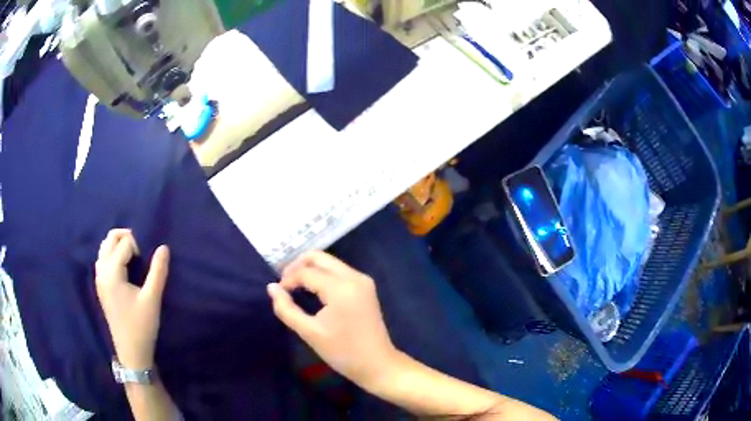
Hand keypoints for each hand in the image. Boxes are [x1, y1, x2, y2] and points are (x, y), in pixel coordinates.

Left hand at [95, 229, 169, 369]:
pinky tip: (124, 268)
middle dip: (125, 237)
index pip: (124, 244)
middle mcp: (101, 271)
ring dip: (118, 245)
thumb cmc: (141, 326)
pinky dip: (112, 255)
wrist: (131, 352)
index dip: (138, 246)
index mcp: (112, 272)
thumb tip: (164, 247)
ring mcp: (99, 279)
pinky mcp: (100, 286)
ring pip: (104, 248)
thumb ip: (158, 271)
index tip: (148, 262)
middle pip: (109, 239)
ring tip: (133, 257)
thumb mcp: (152, 299)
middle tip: (141, 251)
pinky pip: (103, 259)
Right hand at [268, 251, 398, 389]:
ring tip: (295, 286)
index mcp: (341, 288)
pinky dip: (323, 275)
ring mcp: (363, 280)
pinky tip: (312, 289)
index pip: (306, 272)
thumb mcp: (310, 332)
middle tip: (284, 283)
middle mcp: (354, 277)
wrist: (378, 364)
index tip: (278, 293)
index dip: (288, 280)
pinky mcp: (366, 286)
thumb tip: (271, 288)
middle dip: (298, 266)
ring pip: (330, 262)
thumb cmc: (343, 352)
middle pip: (319, 257)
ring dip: (310, 269)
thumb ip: (287, 309)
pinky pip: (339, 271)